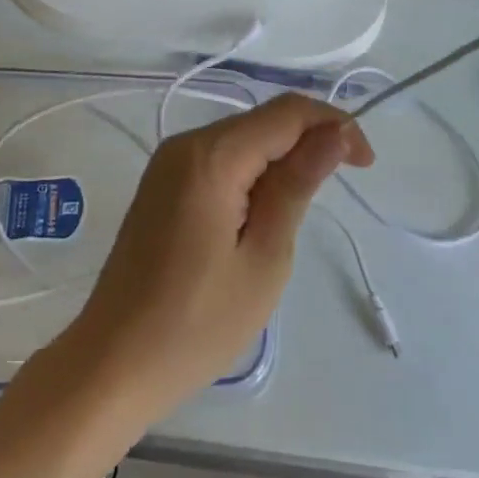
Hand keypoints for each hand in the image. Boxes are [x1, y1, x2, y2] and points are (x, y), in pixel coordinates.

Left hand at [58, 94, 371, 422]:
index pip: (287, 113)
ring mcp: (168, 162)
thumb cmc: (196, 324)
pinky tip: (263, 211)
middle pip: (263, 121)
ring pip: (243, 138)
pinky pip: (220, 159)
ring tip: (300, 207)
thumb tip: (335, 133)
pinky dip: (252, 173)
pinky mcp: (161, 183)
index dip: (334, 125)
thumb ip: (298, 185)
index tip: (365, 164)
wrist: (112, 364)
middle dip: (309, 141)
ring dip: (281, 159)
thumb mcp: (265, 257)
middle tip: (339, 188)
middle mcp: (185, 144)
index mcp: (211, 156)